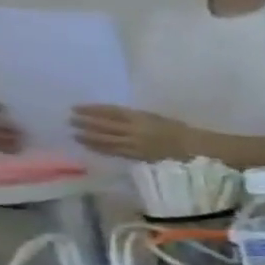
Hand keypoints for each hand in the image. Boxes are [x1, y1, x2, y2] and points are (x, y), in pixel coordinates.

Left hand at [69, 105, 196, 161]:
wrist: (194, 148)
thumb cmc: (178, 130)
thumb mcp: (156, 118)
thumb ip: (136, 117)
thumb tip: (113, 117)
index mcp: (140, 118)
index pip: (110, 112)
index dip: (92, 110)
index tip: (76, 108)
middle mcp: (134, 130)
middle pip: (104, 126)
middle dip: (85, 123)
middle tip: (70, 120)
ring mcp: (134, 144)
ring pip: (106, 140)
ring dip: (88, 137)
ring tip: (75, 135)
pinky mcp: (137, 155)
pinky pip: (114, 151)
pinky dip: (100, 148)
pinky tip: (90, 146)